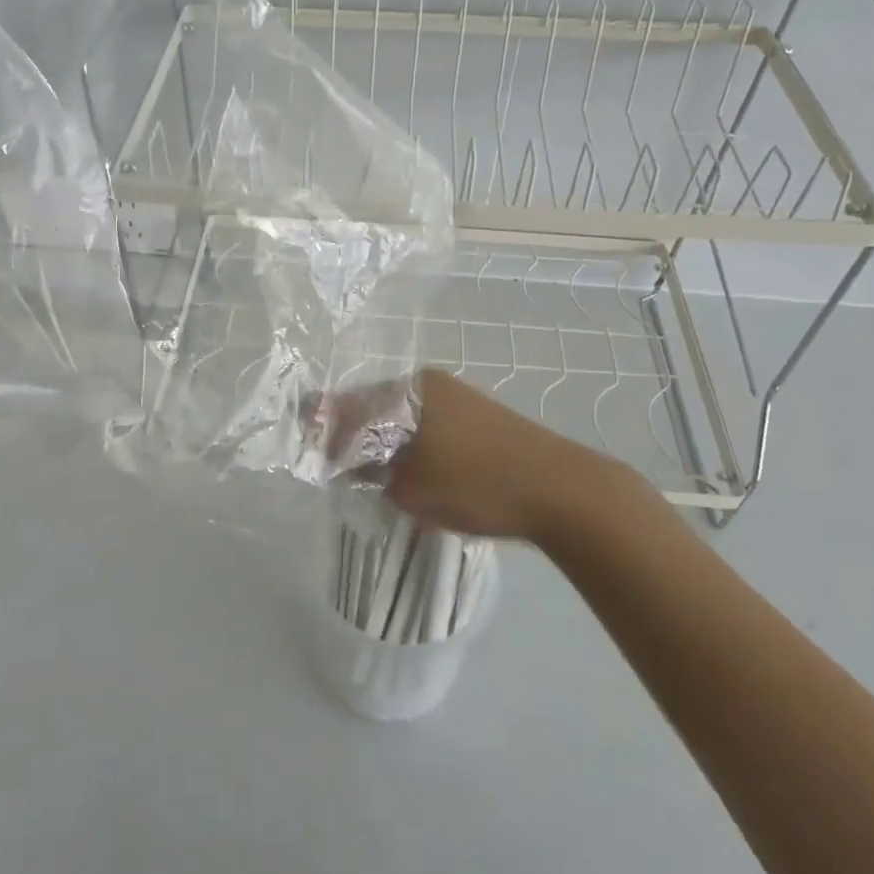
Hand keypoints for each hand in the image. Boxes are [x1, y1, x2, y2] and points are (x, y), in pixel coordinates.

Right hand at [330, 370, 647, 542]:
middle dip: (352, 435)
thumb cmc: (476, 485)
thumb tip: (350, 462)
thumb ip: (370, 472)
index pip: (346, 406)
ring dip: (382, 440)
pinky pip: (427, 422)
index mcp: (405, 391)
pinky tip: (411, 467)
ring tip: (373, 473)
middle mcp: (427, 383)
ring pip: (401, 415)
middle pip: (372, 406)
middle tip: (339, 468)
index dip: (323, 429)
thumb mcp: (409, 487)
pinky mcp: (477, 413)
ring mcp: (455, 395)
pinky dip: (410, 442)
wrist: (563, 491)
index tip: (311, 454)